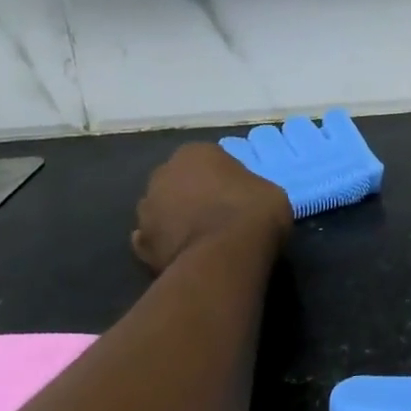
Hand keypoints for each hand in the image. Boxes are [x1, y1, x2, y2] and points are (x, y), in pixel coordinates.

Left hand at [131, 142, 290, 275]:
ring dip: (176, 220)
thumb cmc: (252, 212)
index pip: (208, 159)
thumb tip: (243, 200)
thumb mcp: (269, 190)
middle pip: (179, 182)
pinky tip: (185, 254)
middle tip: (218, 214)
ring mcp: (146, 211)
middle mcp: (163, 175)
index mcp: (194, 153)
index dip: (223, 177)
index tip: (237, 194)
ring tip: (202, 239)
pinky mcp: (141, 246)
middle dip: (192, 195)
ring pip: (163, 211)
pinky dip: (166, 246)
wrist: (224, 257)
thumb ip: (248, 188)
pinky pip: (155, 241)